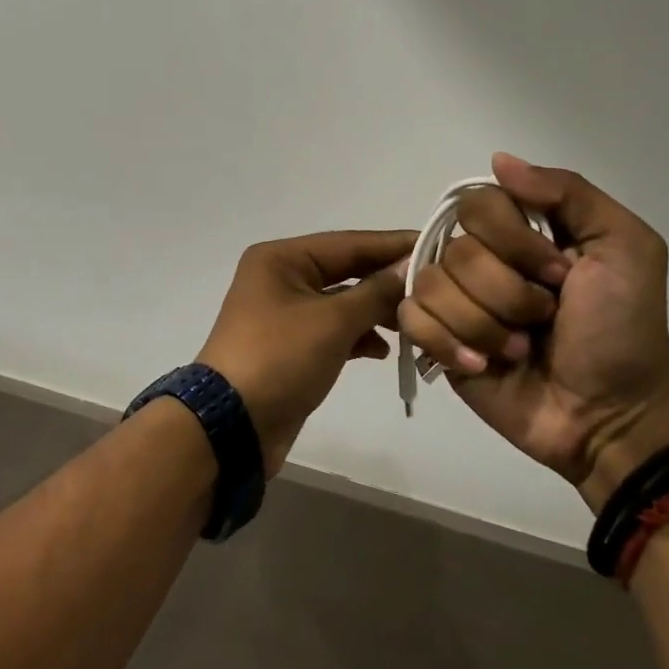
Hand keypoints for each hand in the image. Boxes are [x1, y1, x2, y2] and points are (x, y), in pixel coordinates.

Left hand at [196, 230, 415, 474]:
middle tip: (435, 287)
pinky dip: (358, 336)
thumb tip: (410, 266)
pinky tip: (384, 350)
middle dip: (387, 280)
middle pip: (346, 270)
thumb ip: (375, 292)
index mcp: (282, 258)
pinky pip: (333, 330)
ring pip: (342, 302)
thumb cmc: (280, 358)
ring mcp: (284, 313)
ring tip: (416, 322)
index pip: (349, 243)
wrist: (232, 426)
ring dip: (377, 311)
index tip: (436, 244)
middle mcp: (281, 277)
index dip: (392, 245)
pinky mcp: (291, 346)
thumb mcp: (332, 321)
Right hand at [398, 154, 668, 511]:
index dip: (513, 239)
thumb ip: (568, 192)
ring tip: (519, 349)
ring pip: (433, 285)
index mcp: (522, 230)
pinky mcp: (436, 340)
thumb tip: (498, 161)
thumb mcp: (624, 246)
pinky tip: (483, 365)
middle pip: (457, 249)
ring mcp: (456, 300)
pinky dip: (448, 343)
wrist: (610, 415)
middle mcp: (482, 257)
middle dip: (507, 291)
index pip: (478, 203)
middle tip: (544, 317)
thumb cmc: (622, 329)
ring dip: (485, 325)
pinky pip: (411, 319)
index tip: (560, 274)